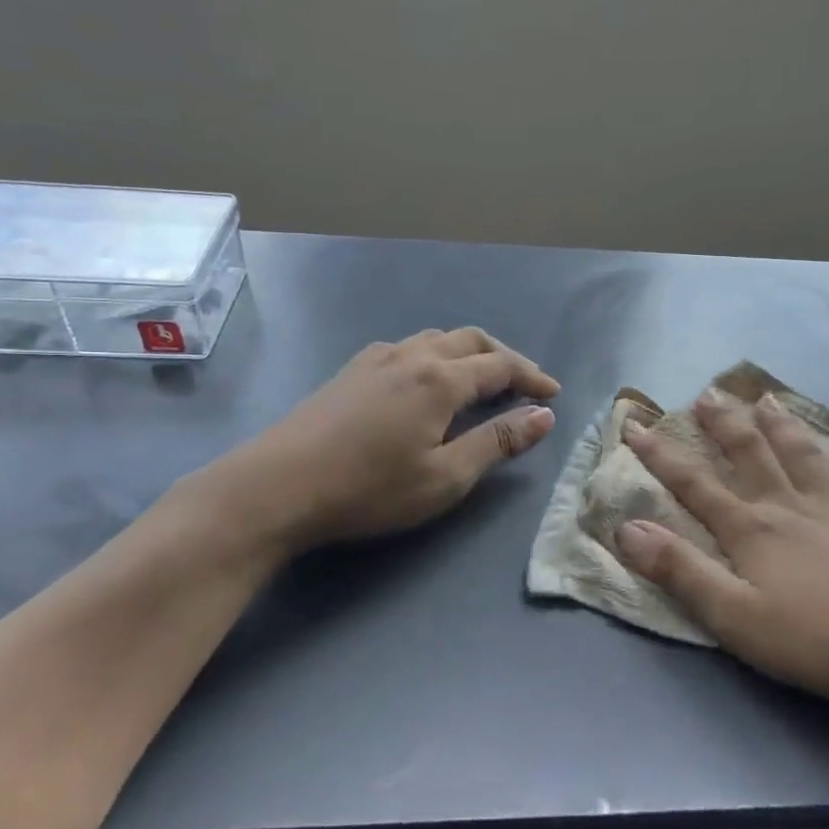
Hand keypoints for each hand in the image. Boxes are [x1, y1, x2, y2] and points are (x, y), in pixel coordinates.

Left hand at [183, 327, 559, 558]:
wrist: (275, 486)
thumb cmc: (368, 489)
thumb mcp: (445, 477)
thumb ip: (497, 443)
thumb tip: (544, 416)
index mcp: (440, 379)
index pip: (500, 366)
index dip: (531, 377)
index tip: (553, 394)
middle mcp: (411, 356)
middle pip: (470, 341)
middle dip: (504, 357)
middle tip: (525, 381)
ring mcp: (375, 359)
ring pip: (435, 339)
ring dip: (468, 352)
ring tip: (481, 377)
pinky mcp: (350, 371)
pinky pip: (406, 347)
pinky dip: (434, 355)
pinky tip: (425, 380)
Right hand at [616, 389, 828, 723]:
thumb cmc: (812, 638)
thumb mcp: (732, 615)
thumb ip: (680, 570)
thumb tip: (627, 528)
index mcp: (751, 530)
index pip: (694, 485)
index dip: (661, 455)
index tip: (636, 424)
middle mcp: (789, 508)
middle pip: (751, 456)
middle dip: (724, 424)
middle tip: (708, 394)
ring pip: (804, 456)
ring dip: (783, 426)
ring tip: (768, 398)